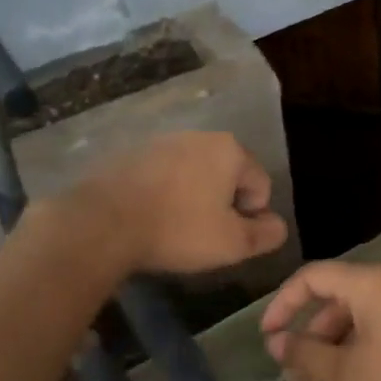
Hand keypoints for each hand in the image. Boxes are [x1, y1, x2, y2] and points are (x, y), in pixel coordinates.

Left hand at [78, 131, 288, 274]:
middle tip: (205, 234)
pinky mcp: (131, 154)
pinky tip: (151, 218)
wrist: (102, 223)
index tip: (229, 237)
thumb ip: (265, 234)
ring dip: (194, 198)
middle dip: (223, 203)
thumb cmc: (178, 230)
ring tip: (176, 228)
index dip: (252, 215)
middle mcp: (199, 136)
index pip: (261, 184)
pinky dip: (165, 194)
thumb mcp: (232, 243)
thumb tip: (279, 226)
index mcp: (230, 150)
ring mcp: (162, 142)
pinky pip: (163, 176)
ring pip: (194, 174)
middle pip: (228, 174)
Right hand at [260, 261, 380, 380]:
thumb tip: (276, 343)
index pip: (312, 276)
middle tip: (296, 369)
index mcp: (370, 282)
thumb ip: (308, 356)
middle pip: (337, 294)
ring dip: (337, 340)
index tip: (267, 336)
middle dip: (311, 330)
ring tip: (324, 380)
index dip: (283, 303)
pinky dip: (363, 342)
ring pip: (361, 311)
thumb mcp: (351, 374)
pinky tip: (360, 376)